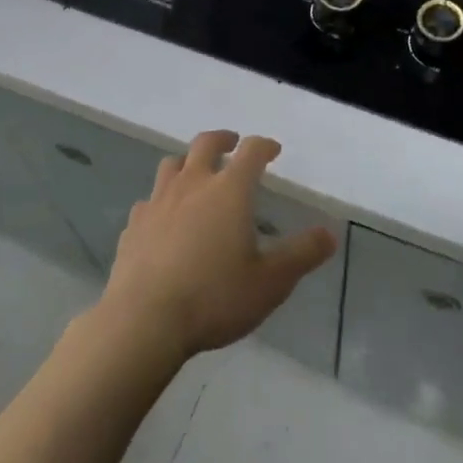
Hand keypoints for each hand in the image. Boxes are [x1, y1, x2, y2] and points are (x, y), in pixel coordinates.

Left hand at [97, 130, 337, 362]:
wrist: (143, 322)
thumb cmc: (214, 297)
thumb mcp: (270, 282)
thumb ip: (302, 255)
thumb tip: (329, 234)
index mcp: (230, 190)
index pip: (251, 151)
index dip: (264, 146)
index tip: (273, 150)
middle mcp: (193, 184)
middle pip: (206, 143)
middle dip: (223, 140)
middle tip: (232, 145)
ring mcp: (159, 201)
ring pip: (172, 164)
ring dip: (188, 163)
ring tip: (196, 176)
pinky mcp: (134, 225)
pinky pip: (149, 200)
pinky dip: (161, 201)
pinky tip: (164, 220)